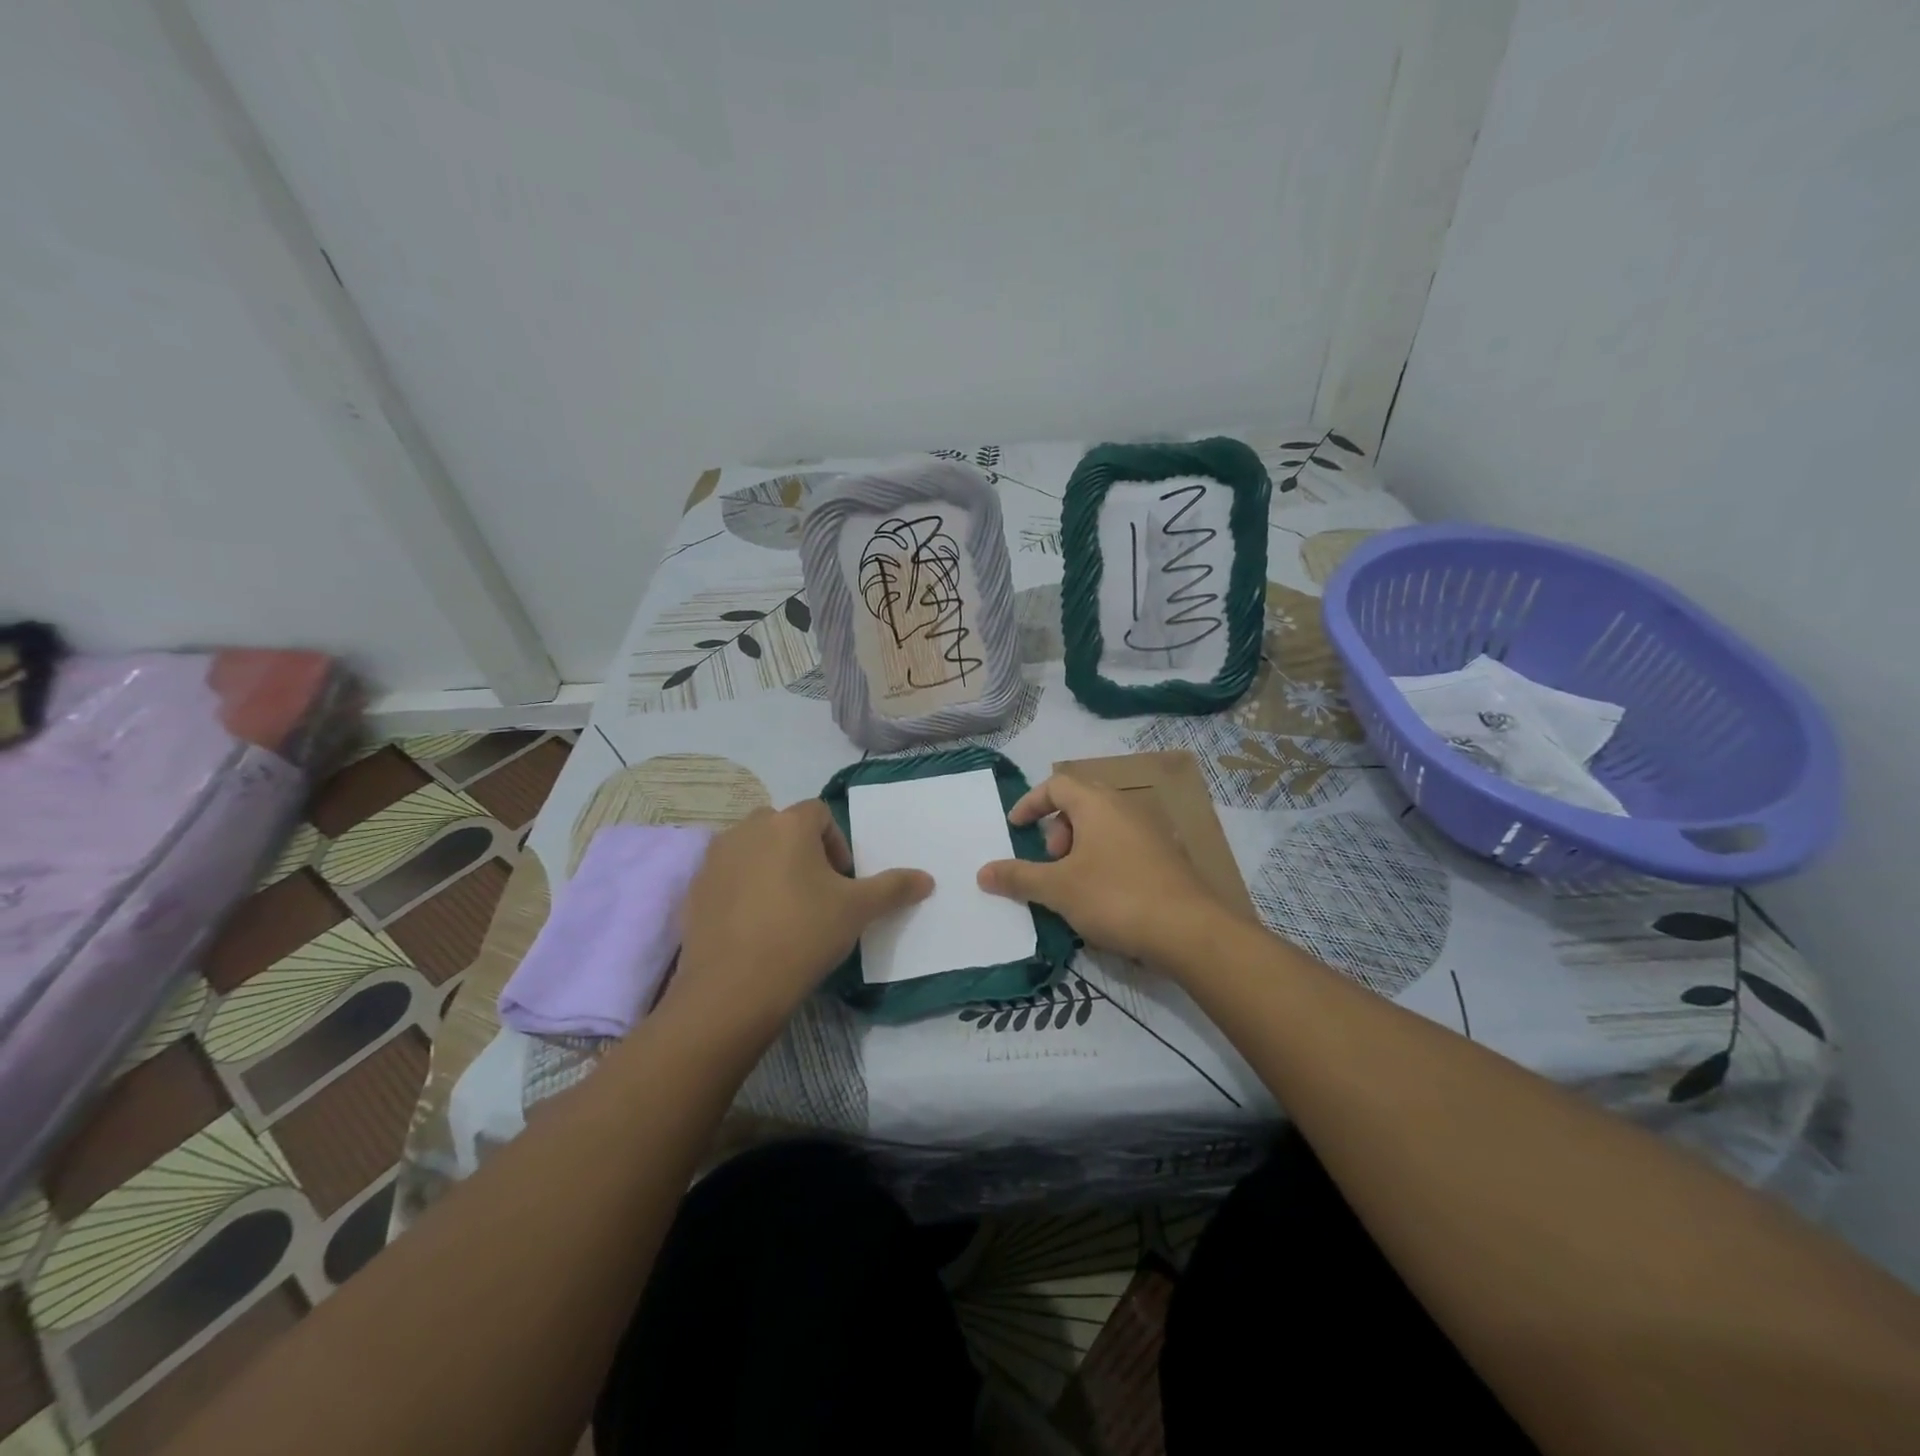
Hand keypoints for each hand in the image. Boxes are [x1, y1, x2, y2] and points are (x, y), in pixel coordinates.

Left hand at [669, 800, 931, 1039]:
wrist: (732, 989)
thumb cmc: (803, 935)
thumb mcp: (857, 911)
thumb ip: (894, 888)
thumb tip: (928, 879)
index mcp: (788, 824)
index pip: (819, 813)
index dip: (837, 843)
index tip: (842, 881)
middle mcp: (747, 829)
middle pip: (783, 826)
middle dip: (803, 850)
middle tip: (817, 891)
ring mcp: (714, 858)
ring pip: (752, 848)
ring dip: (771, 866)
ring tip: (785, 909)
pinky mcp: (694, 888)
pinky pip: (727, 875)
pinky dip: (743, 888)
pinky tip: (754, 927)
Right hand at [976, 774, 1223, 968]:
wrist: (1190, 931)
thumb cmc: (1116, 897)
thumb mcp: (1058, 889)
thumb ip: (1019, 878)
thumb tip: (982, 872)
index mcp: (1097, 804)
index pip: (1056, 784)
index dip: (1030, 803)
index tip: (1015, 827)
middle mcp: (1126, 807)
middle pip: (1081, 801)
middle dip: (1057, 828)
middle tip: (1051, 861)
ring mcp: (1151, 830)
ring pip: (1104, 825)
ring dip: (1080, 846)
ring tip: (1075, 882)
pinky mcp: (1168, 856)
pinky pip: (1124, 844)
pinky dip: (1104, 858)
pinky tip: (1104, 895)